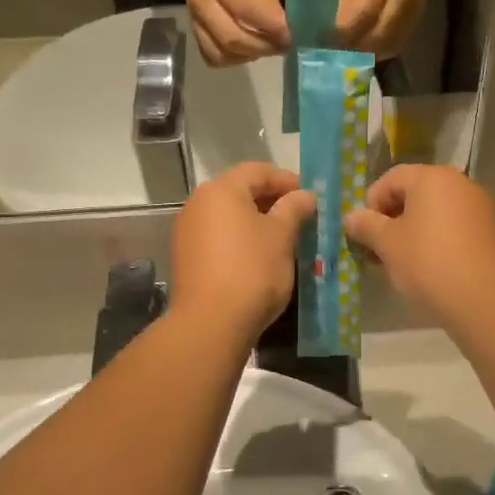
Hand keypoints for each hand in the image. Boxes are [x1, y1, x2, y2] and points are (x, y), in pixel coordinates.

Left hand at [171, 163, 316, 338]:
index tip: (309, 197)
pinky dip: (239, 240)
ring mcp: (187, 232)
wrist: (210, 323)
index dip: (286, 179)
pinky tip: (258, 258)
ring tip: (282, 240)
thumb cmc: (252, 270)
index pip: (258, 170)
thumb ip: (294, 208)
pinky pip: (218, 238)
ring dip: (255, 222)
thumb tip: (304, 195)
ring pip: (228, 216)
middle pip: (240, 191)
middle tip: (299, 218)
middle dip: (271, 201)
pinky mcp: (185, 258)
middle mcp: (197, 204)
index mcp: (221, 190)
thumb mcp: (282, 236)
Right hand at [186, 0, 288, 66]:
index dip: (274, 30)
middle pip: (233, 39)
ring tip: (263, 48)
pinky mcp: (193, 31)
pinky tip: (245, 51)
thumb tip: (282, 34)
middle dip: (262, 48)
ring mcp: (195, 20)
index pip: (250, 14)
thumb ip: (269, 4)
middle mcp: (203, 4)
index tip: (289, 37)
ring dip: (247, 56)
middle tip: (279, 47)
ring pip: (221, 54)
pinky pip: (211, 57)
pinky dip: (231, 59)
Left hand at [337, 0, 422, 58]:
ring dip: (372, 52)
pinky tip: (370, 49)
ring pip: (393, 41)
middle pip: (382, 32)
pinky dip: (384, 49)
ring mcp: (416, 3)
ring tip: (354, 55)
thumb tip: (338, 39)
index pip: (365, 13)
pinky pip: (401, 40)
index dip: (348, 33)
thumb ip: (345, 6)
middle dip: (359, 47)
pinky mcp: (420, 12)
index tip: (332, 45)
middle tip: (342, 56)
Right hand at [345, 166, 494, 326]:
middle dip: (391, 218)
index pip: (391, 178)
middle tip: (378, 248)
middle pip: (414, 193)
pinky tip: (427, 266)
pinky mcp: (489, 230)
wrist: (482, 298)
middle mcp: (459, 183)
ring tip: (399, 261)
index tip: (364, 233)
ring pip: (434, 212)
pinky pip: (453, 226)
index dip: (371, 204)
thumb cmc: (427, 262)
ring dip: (412, 230)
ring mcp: (478, 206)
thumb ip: (366, 225)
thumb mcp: (387, 244)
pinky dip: (435, 239)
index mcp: (432, 177)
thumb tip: (351, 217)